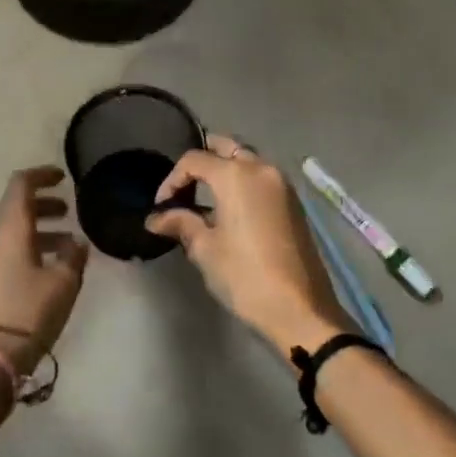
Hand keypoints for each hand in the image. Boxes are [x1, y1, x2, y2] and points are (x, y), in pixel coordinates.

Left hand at [0, 166, 89, 373]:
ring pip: (9, 232)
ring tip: (66, 246)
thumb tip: (76, 244)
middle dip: (42, 205)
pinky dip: (26, 249)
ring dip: (37, 231)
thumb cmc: (28, 312)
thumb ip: (73, 257)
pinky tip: (47, 270)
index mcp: (8, 228)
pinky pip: (3, 252)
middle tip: (68, 212)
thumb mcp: (63, 283)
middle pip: (14, 207)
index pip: (21, 184)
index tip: (63, 177)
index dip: (42, 175)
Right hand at [145, 135, 350, 353]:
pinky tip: (230, 209)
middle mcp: (261, 169)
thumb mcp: (205, 249)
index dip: (172, 180)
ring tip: (204, 198)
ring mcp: (282, 184)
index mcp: (236, 175)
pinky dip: (244, 182)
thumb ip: (181, 223)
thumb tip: (156, 218)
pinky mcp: (293, 202)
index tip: (162, 207)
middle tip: (183, 187)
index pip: (194, 160)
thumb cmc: (245, 276)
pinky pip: (262, 178)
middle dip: (202, 161)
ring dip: (225, 170)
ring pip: (247, 160)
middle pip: (226, 148)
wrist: (299, 308)